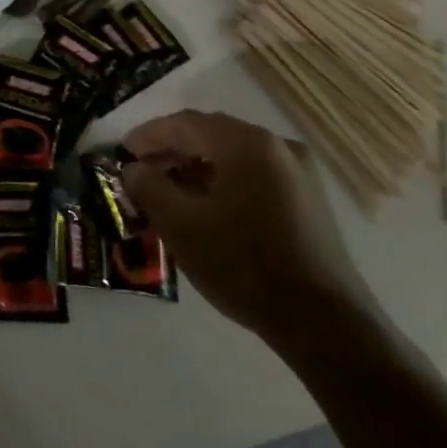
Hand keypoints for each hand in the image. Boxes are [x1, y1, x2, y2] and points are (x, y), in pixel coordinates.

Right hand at [123, 109, 378, 349]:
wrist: (324, 323)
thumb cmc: (244, 265)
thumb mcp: (180, 225)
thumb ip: (148, 187)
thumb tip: (133, 169)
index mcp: (246, 143)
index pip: (185, 123)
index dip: (148, 135)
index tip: (122, 153)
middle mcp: (277, 145)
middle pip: (211, 134)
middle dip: (172, 150)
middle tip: (142, 173)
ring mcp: (299, 172)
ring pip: (233, 155)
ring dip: (196, 167)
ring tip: (169, 193)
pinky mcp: (309, 199)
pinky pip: (254, 174)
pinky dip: (223, 181)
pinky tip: (207, 208)